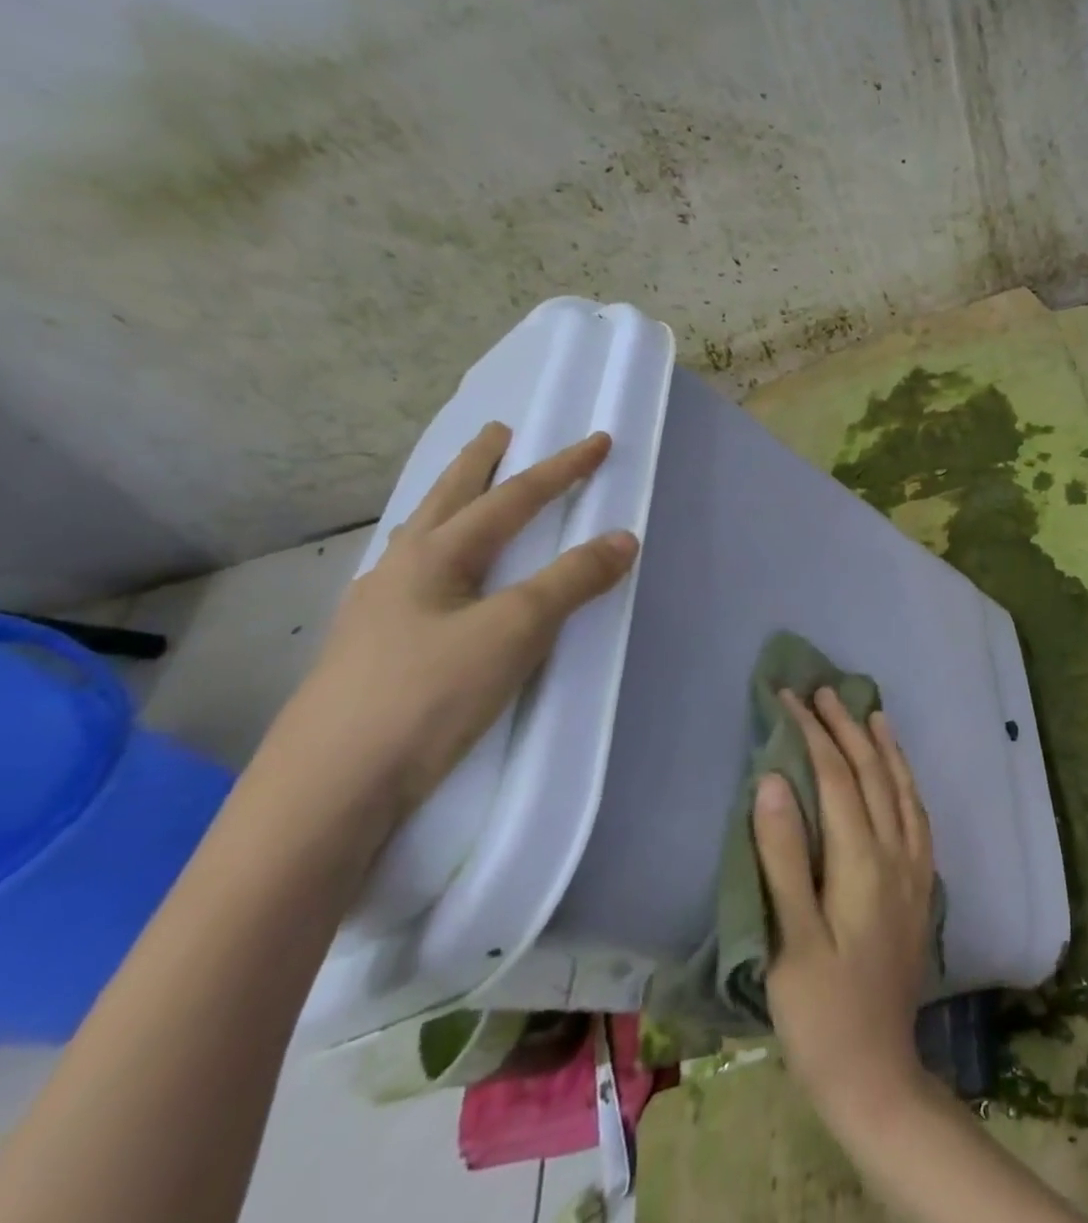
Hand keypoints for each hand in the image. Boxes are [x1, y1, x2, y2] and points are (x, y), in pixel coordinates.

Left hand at [257, 422, 638, 850]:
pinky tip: (436, 582)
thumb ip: (571, 581)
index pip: (511, 499)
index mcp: (434, 556)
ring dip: (451, 507)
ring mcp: (377, 613)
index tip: (598, 441)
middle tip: (497, 432)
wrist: (330, 790)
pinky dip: (437, 556)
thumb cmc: (429, 695)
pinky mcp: (372, 651)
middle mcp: (399, 572)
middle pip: (446, 502)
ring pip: (421, 540)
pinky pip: (414, 579)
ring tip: (466, 496)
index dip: (560, 469)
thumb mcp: (515, 630)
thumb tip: (623, 537)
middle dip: (478, 465)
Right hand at [755, 687, 936, 1132]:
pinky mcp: (922, 885)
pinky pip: (918, 813)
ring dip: (884, 746)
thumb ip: (783, 858)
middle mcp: (896, 852)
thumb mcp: (789, 941)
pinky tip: (900, 774)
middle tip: (823, 691)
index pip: (836, 777)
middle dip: (846, 727)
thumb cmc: (821, 1013)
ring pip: (902, 787)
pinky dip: (906, 780)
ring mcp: (915, 867)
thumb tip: (772, 780)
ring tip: (870, 712)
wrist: (879, 1072)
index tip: (789, 698)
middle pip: (872, 773)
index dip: (814, 733)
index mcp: (862, 861)